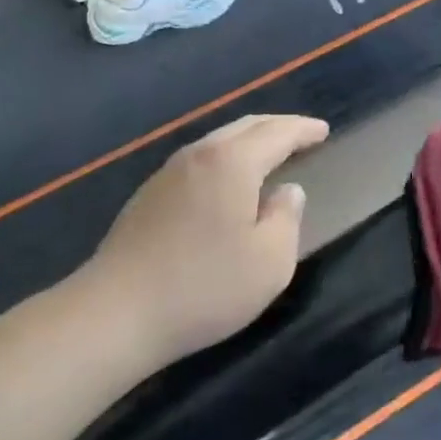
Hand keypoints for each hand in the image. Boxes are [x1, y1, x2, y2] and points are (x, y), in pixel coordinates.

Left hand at [86, 114, 328, 365]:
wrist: (116, 312)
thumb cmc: (204, 287)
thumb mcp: (269, 262)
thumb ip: (287, 218)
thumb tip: (288, 191)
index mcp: (232, 162)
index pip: (277, 133)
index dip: (303, 129)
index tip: (324, 130)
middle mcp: (199, 155)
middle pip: (245, 127)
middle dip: (277, 127)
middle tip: (301, 135)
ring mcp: (168, 173)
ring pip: (218, 141)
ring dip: (248, 141)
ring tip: (269, 154)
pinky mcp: (148, 195)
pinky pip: (199, 161)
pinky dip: (224, 159)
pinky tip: (227, 183)